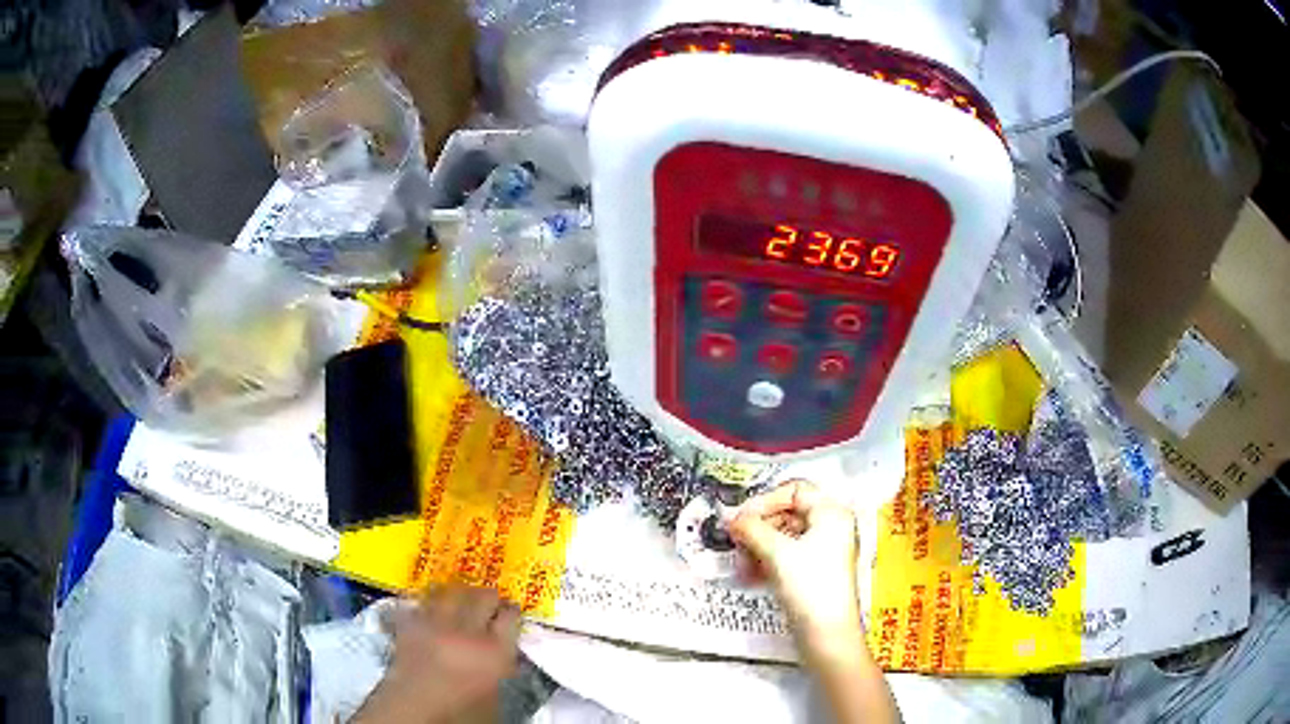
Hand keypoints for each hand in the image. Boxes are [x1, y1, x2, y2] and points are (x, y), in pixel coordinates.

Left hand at [354, 585, 520, 723]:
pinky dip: (428, 601)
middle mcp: (466, 632)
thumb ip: (501, 673)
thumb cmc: (460, 715)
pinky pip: (421, 602)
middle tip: (491, 601)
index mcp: (494, 653)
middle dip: (489, 596)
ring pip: (450, 592)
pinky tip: (430, 606)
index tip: (513, 611)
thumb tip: (507, 661)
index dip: (513, 612)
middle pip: (482, 597)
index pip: (510, 618)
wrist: (412, 713)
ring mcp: (434, 625)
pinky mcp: (408, 625)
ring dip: (458, 592)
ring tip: (461, 595)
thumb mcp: (494, 700)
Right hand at [731, 482, 899, 723]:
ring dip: (758, 547)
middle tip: (735, 542)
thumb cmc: (809, 587)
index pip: (794, 489)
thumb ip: (752, 529)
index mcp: (832, 513)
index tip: (740, 519)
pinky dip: (767, 561)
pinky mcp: (814, 572)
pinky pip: (787, 556)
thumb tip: (731, 518)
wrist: (828, 635)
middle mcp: (831, 526)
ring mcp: (824, 551)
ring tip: (741, 565)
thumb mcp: (777, 553)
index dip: (765, 500)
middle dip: (758, 528)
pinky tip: (749, 576)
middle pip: (788, 512)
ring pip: (784, 536)